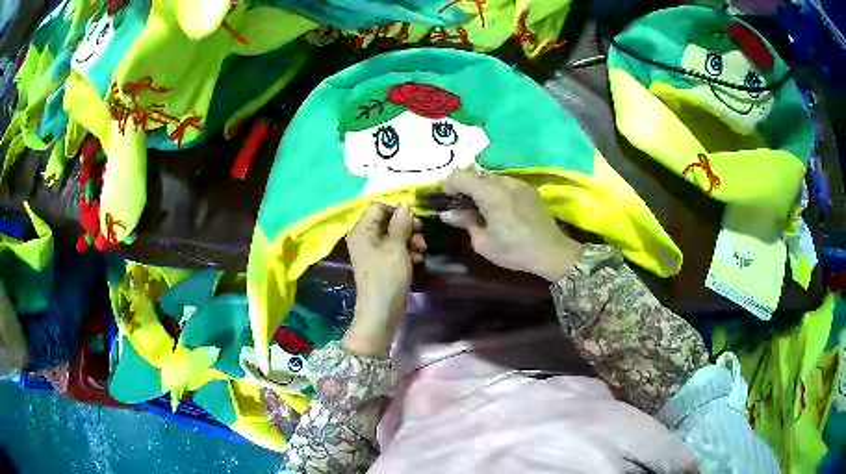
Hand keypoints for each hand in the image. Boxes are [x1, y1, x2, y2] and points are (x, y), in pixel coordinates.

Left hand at [343, 203, 425, 356]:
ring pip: (394, 236)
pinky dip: (407, 252)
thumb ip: (401, 223)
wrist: (382, 312)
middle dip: (407, 227)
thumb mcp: (396, 247)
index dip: (397, 211)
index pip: (378, 207)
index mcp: (362, 231)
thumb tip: (405, 204)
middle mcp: (365, 239)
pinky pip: (395, 250)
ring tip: (422, 251)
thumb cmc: (387, 277)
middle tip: (421, 237)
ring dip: (411, 240)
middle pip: (388, 221)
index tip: (414, 221)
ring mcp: (373, 253)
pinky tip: (418, 260)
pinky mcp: (382, 264)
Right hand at [440, 169, 582, 281]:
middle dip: (465, 187)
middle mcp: (504, 182)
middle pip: (475, 174)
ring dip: (482, 188)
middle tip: (464, 207)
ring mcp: (519, 183)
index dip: (449, 185)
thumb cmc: (514, 250)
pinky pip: (506, 182)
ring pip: (491, 177)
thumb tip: (448, 214)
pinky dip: (497, 190)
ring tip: (484, 208)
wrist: (551, 252)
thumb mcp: (483, 243)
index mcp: (490, 193)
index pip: (459, 175)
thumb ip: (465, 223)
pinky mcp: (529, 188)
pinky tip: (502, 209)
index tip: (449, 201)